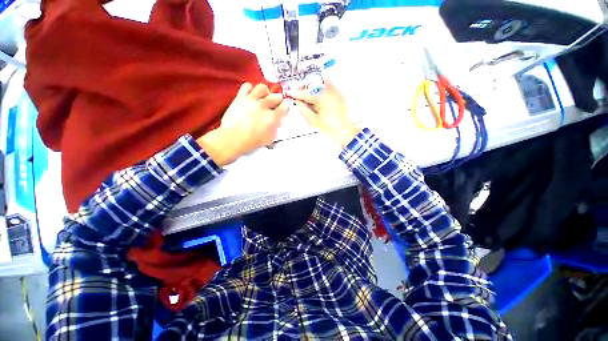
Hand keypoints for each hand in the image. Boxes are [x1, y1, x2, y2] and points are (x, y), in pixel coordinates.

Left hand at [197, 83, 287, 165]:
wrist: (233, 138)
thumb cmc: (251, 141)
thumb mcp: (269, 138)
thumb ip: (275, 128)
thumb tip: (277, 122)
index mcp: (272, 117)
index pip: (284, 106)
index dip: (284, 108)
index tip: (282, 110)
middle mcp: (264, 106)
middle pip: (276, 96)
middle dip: (277, 100)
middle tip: (274, 104)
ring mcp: (252, 100)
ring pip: (263, 88)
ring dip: (265, 92)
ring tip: (263, 97)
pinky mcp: (240, 98)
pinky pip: (247, 86)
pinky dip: (250, 89)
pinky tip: (251, 95)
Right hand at [290, 80, 360, 147]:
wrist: (345, 132)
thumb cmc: (330, 129)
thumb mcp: (314, 121)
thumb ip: (304, 110)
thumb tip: (298, 102)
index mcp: (324, 99)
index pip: (308, 93)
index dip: (298, 93)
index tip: (291, 93)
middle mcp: (331, 92)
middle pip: (315, 83)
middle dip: (305, 85)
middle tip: (298, 90)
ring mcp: (336, 93)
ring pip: (322, 82)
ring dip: (312, 85)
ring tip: (305, 92)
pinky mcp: (339, 96)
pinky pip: (329, 86)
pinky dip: (320, 87)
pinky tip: (315, 93)